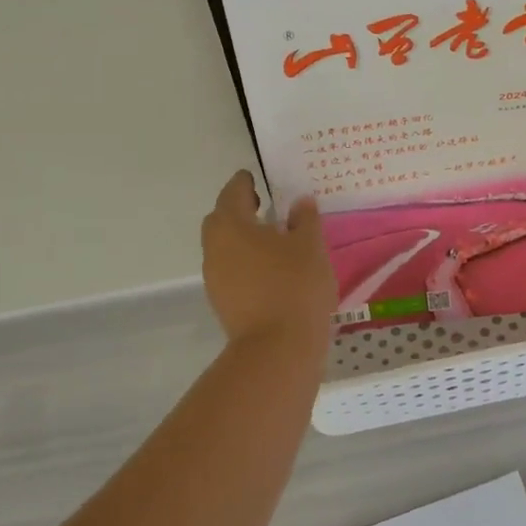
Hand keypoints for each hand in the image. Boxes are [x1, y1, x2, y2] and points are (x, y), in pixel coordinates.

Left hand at [200, 172, 335, 346]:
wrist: (277, 348)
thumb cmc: (294, 285)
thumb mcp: (310, 246)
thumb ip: (305, 219)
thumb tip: (299, 202)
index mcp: (232, 225)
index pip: (233, 193)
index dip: (244, 182)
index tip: (256, 178)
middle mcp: (215, 248)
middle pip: (221, 220)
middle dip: (238, 210)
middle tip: (264, 206)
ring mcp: (215, 278)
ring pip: (225, 248)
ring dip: (243, 239)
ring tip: (273, 240)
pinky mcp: (224, 303)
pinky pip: (232, 271)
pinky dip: (247, 262)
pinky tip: (272, 269)